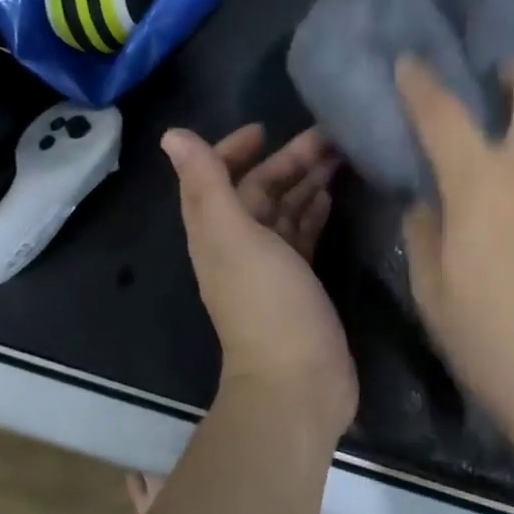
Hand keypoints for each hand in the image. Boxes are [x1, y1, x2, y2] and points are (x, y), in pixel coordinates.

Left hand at [163, 124, 356, 440]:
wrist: (299, 384)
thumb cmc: (267, 304)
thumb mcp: (234, 237)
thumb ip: (208, 184)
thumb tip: (172, 134)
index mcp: (217, 231)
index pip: (216, 177)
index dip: (233, 149)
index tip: (265, 129)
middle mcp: (239, 244)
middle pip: (259, 189)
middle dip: (287, 160)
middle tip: (328, 136)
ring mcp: (271, 265)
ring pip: (285, 209)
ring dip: (306, 181)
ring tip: (341, 156)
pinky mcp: (300, 281)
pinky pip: (304, 233)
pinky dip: (315, 211)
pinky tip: (333, 196)